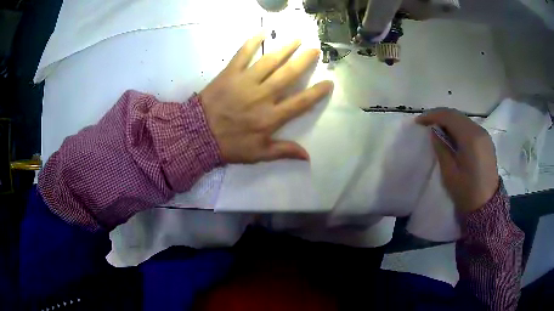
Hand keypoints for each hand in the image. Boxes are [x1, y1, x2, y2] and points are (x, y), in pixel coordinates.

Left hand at [199, 35, 332, 163]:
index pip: (301, 102)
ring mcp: (246, 82)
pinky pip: (242, 54)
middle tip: (315, 50)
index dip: (317, 92)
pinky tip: (262, 33)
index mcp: (271, 117)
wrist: (198, 135)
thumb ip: (284, 152)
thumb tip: (308, 157)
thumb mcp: (258, 154)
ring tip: (297, 39)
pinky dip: (252, 42)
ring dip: (285, 48)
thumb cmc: (230, 145)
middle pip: (288, 75)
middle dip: (304, 61)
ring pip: (270, 61)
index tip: (329, 82)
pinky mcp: (230, 73)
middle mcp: (262, 95)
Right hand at [416, 109, 498, 213]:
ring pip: (463, 120)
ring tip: (437, 130)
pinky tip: (452, 136)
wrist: (486, 206)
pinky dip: (458, 127)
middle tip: (426, 124)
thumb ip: (441, 148)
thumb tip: (434, 132)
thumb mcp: (449, 173)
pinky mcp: (486, 141)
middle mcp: (479, 131)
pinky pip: (470, 127)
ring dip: (449, 121)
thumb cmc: (466, 192)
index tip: (419, 122)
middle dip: (440, 116)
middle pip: (457, 115)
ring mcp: (484, 135)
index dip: (432, 115)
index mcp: (470, 138)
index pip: (449, 116)